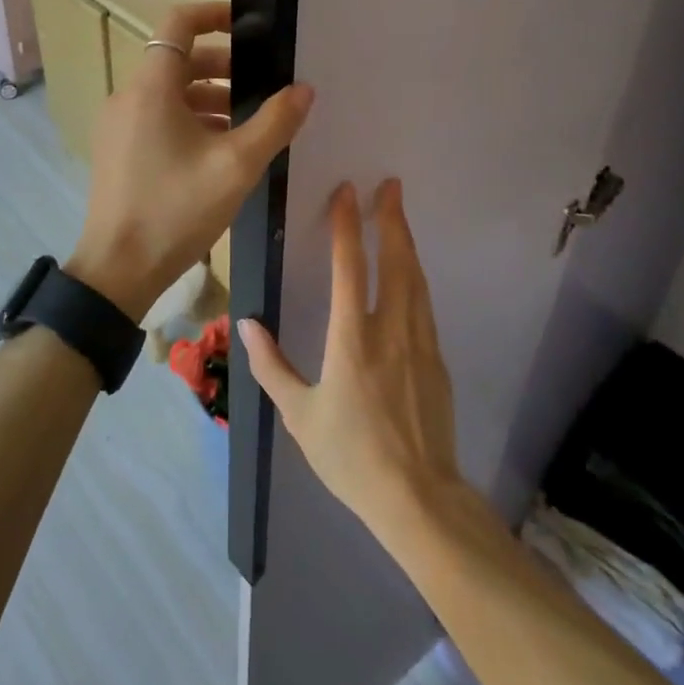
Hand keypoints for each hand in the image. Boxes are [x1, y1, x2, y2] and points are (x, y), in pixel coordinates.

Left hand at [67, 2, 313, 321]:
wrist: (117, 270)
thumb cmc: (176, 210)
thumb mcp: (236, 166)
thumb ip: (274, 122)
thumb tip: (303, 89)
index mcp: (151, 87)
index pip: (178, 23)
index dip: (214, 13)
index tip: (249, 24)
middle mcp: (128, 96)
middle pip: (177, 59)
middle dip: (222, 64)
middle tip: (261, 83)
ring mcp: (119, 125)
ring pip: (169, 92)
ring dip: (208, 95)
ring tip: (246, 121)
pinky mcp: (118, 150)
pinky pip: (157, 117)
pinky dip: (189, 119)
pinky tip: (219, 149)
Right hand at [239, 180, 462, 539]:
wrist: (419, 499)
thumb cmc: (351, 457)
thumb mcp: (300, 416)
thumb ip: (272, 367)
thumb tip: (246, 325)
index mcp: (352, 339)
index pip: (350, 267)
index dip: (346, 226)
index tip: (347, 191)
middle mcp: (391, 330)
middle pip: (396, 261)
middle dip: (392, 219)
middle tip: (390, 185)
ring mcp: (421, 343)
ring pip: (416, 279)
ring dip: (407, 242)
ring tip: (400, 215)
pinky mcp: (437, 360)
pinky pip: (425, 304)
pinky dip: (417, 276)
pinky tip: (411, 273)